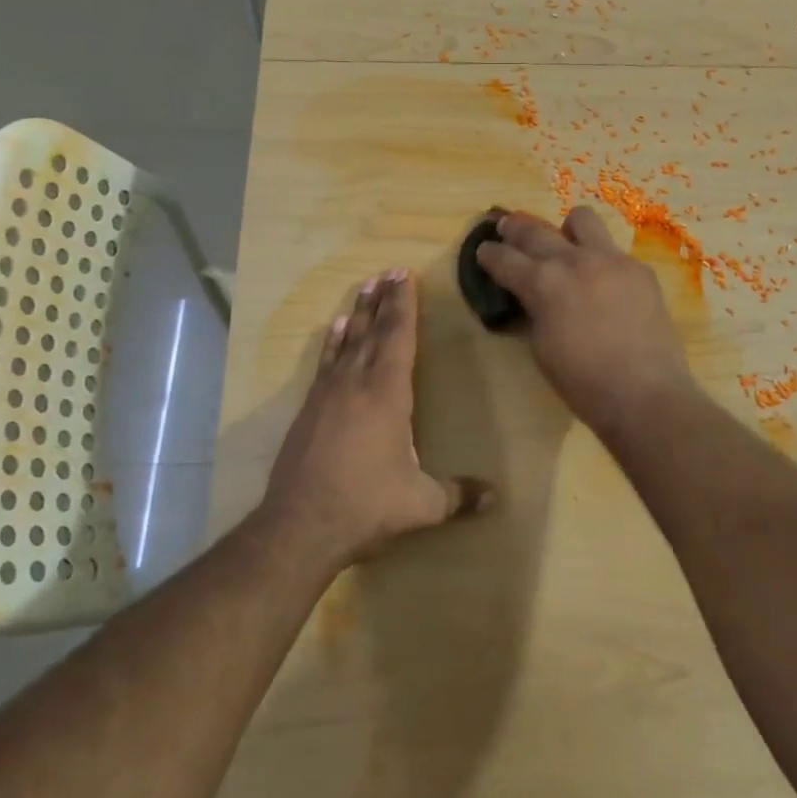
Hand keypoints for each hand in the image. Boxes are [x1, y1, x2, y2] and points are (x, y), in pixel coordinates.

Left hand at [261, 268, 490, 571]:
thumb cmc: (366, 506)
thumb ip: (459, 495)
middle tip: (388, 271)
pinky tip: (334, 329)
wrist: (300, 526)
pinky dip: (332, 342)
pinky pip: (325, 363)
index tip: (404, 276)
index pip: (398, 338)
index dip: (403, 306)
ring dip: (357, 313)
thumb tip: (496, 496)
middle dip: (383, 300)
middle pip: (372, 331)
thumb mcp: (422, 504)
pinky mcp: (309, 409)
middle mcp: (356, 384)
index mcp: (387, 395)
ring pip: (346, 342)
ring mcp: (328, 395)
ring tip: (365, 287)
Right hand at [476, 208, 698, 436]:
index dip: (489, 254)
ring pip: (581, 219)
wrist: (645, 395)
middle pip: (535, 230)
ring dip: (566, 230)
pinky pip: (613, 251)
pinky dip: (601, 261)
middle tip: (507, 228)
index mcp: (544, 283)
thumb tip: (532, 295)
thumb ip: (533, 310)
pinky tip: (605, 285)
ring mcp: (612, 259)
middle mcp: (575, 261)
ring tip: (566, 247)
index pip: (505, 258)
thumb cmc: (583, 382)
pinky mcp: (640, 269)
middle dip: (515, 228)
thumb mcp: (541, 347)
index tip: (483, 250)